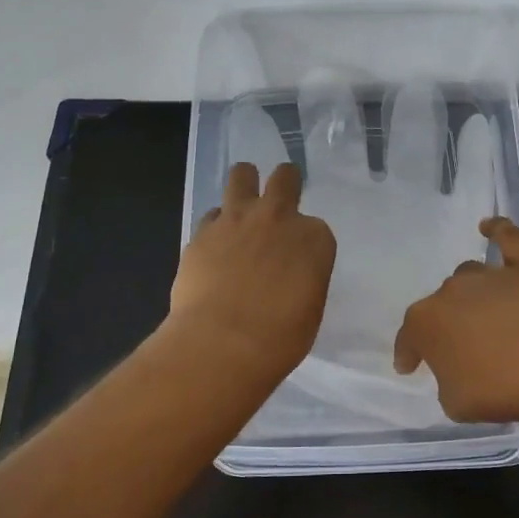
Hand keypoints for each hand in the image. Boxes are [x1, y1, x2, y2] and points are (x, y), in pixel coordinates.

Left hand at [169, 162, 337, 379]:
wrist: (222, 343)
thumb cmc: (279, 337)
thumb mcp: (310, 309)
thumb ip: (303, 278)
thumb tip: (289, 277)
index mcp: (314, 238)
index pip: (316, 227)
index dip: (307, 242)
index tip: (300, 260)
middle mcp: (279, 217)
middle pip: (285, 178)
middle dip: (286, 183)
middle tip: (280, 198)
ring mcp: (238, 219)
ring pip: (242, 174)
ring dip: (246, 183)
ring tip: (243, 203)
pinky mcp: (202, 231)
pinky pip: (212, 214)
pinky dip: (216, 225)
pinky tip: (215, 245)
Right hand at [393, 217, 518, 431]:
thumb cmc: (501, 392)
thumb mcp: (456, 402)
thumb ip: (447, 379)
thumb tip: (457, 367)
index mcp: (426, 322)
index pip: (409, 337)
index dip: (409, 353)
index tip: (410, 367)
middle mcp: (452, 291)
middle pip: (442, 305)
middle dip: (447, 325)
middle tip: (463, 349)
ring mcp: (490, 276)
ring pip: (470, 277)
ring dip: (471, 296)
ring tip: (484, 316)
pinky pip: (508, 240)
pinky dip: (498, 231)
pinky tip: (490, 226)